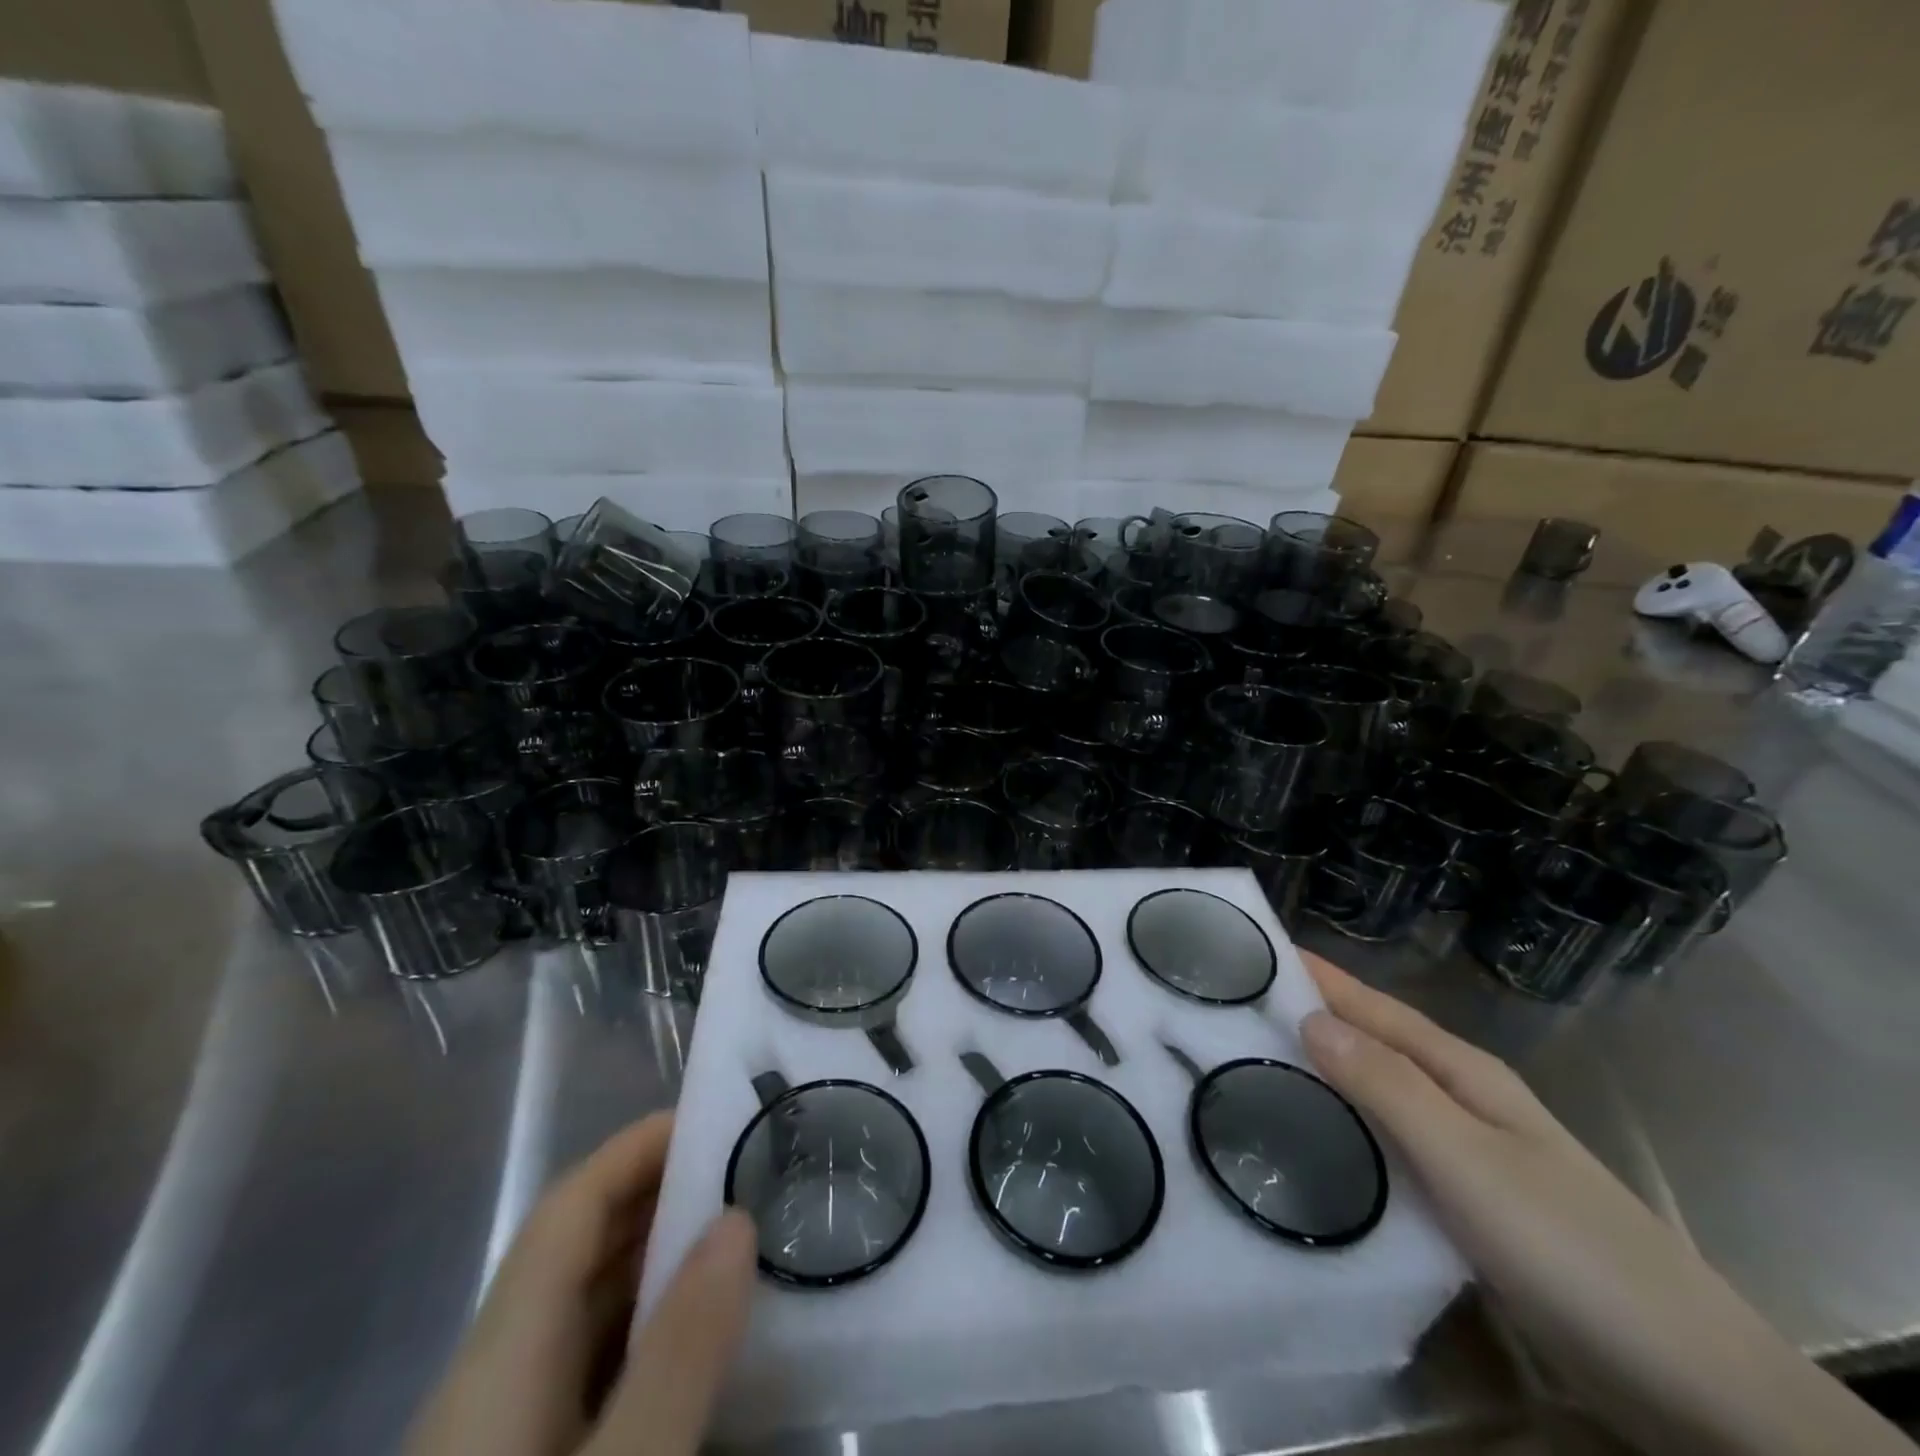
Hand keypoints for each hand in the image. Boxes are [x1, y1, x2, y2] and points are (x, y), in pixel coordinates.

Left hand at [405, 1114, 755, 1455]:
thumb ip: (677, 1351)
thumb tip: (736, 1222)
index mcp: (503, 1352)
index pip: (571, 1207)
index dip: (635, 1148)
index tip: (712, 1119)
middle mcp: (502, 1372)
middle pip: (584, 1247)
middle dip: (664, 1193)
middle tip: (752, 1167)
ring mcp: (516, 1426)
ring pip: (595, 1306)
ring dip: (665, 1258)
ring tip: (748, 1229)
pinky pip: (603, 1363)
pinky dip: (658, 1326)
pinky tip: (712, 1336)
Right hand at [1296, 951, 1910, 1455]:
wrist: (1685, 1375)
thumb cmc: (1565, 1245)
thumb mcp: (1466, 1157)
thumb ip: (1386, 1085)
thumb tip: (1308, 1016)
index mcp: (1460, 1070)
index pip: (1370, 1004)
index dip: (1314, 975)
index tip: (1250, 950)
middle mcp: (1459, 1097)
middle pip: (1370, 1041)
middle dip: (1305, 1017)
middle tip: (1228, 1010)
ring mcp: (1465, 1149)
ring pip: (1375, 1092)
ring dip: (1320, 1072)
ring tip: (1250, 1065)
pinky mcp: (1464, 1199)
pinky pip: (1387, 1141)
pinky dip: (1345, 1125)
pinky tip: (1314, 1140)